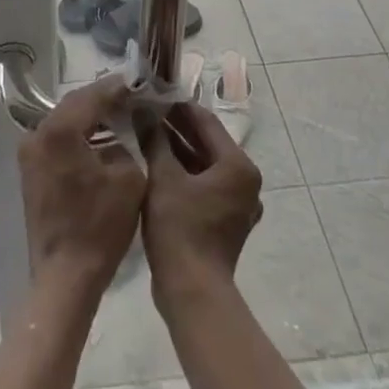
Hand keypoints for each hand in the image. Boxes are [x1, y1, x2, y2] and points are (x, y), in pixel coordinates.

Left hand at [16, 74, 145, 302]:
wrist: (65, 277)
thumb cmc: (100, 227)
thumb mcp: (129, 178)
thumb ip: (128, 142)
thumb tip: (126, 127)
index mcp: (59, 130)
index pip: (92, 96)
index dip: (118, 88)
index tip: (139, 82)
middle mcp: (37, 134)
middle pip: (75, 104)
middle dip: (103, 99)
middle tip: (131, 95)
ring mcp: (30, 153)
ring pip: (65, 121)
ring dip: (91, 117)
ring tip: (121, 114)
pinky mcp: (31, 171)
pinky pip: (58, 140)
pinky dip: (79, 135)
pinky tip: (102, 139)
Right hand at [139, 102, 262, 307]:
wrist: (192, 293)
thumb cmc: (180, 229)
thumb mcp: (163, 178)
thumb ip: (155, 140)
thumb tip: (143, 110)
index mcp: (238, 166)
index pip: (206, 122)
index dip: (178, 107)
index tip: (153, 95)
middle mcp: (245, 181)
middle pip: (207, 143)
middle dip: (176, 128)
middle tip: (146, 113)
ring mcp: (238, 203)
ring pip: (205, 165)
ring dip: (178, 150)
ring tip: (147, 134)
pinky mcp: (226, 221)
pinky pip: (205, 185)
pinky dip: (184, 174)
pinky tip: (158, 165)